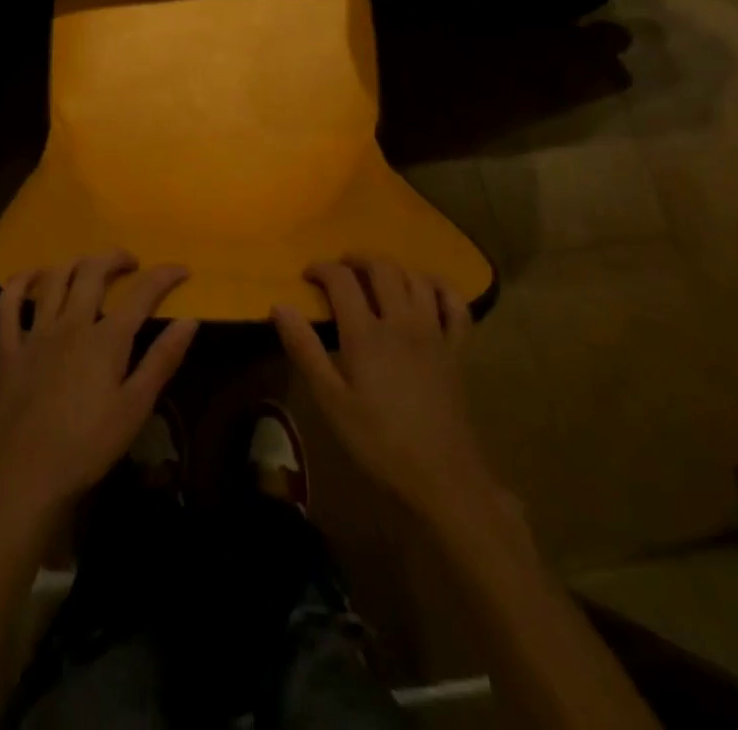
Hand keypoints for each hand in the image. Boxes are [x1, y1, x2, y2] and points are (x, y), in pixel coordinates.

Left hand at [0, 253, 197, 518]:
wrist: (27, 476)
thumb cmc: (88, 445)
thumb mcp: (136, 407)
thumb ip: (162, 360)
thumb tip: (190, 320)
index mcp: (106, 339)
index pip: (142, 293)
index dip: (164, 275)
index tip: (181, 269)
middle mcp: (71, 324)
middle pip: (93, 272)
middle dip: (116, 258)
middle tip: (130, 263)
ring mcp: (36, 332)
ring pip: (55, 278)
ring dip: (76, 263)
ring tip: (89, 267)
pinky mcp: (8, 347)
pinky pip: (8, 303)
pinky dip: (20, 281)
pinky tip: (33, 276)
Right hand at [274, 257, 488, 520]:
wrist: (443, 477)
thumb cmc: (379, 442)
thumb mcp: (331, 401)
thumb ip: (305, 350)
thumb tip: (279, 306)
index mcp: (366, 333)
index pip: (342, 280)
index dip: (322, 268)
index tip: (307, 275)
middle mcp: (401, 321)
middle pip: (382, 268)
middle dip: (357, 260)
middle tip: (340, 269)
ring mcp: (434, 332)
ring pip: (415, 278)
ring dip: (393, 269)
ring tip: (376, 277)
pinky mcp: (457, 349)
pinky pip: (455, 304)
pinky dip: (440, 287)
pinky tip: (427, 290)